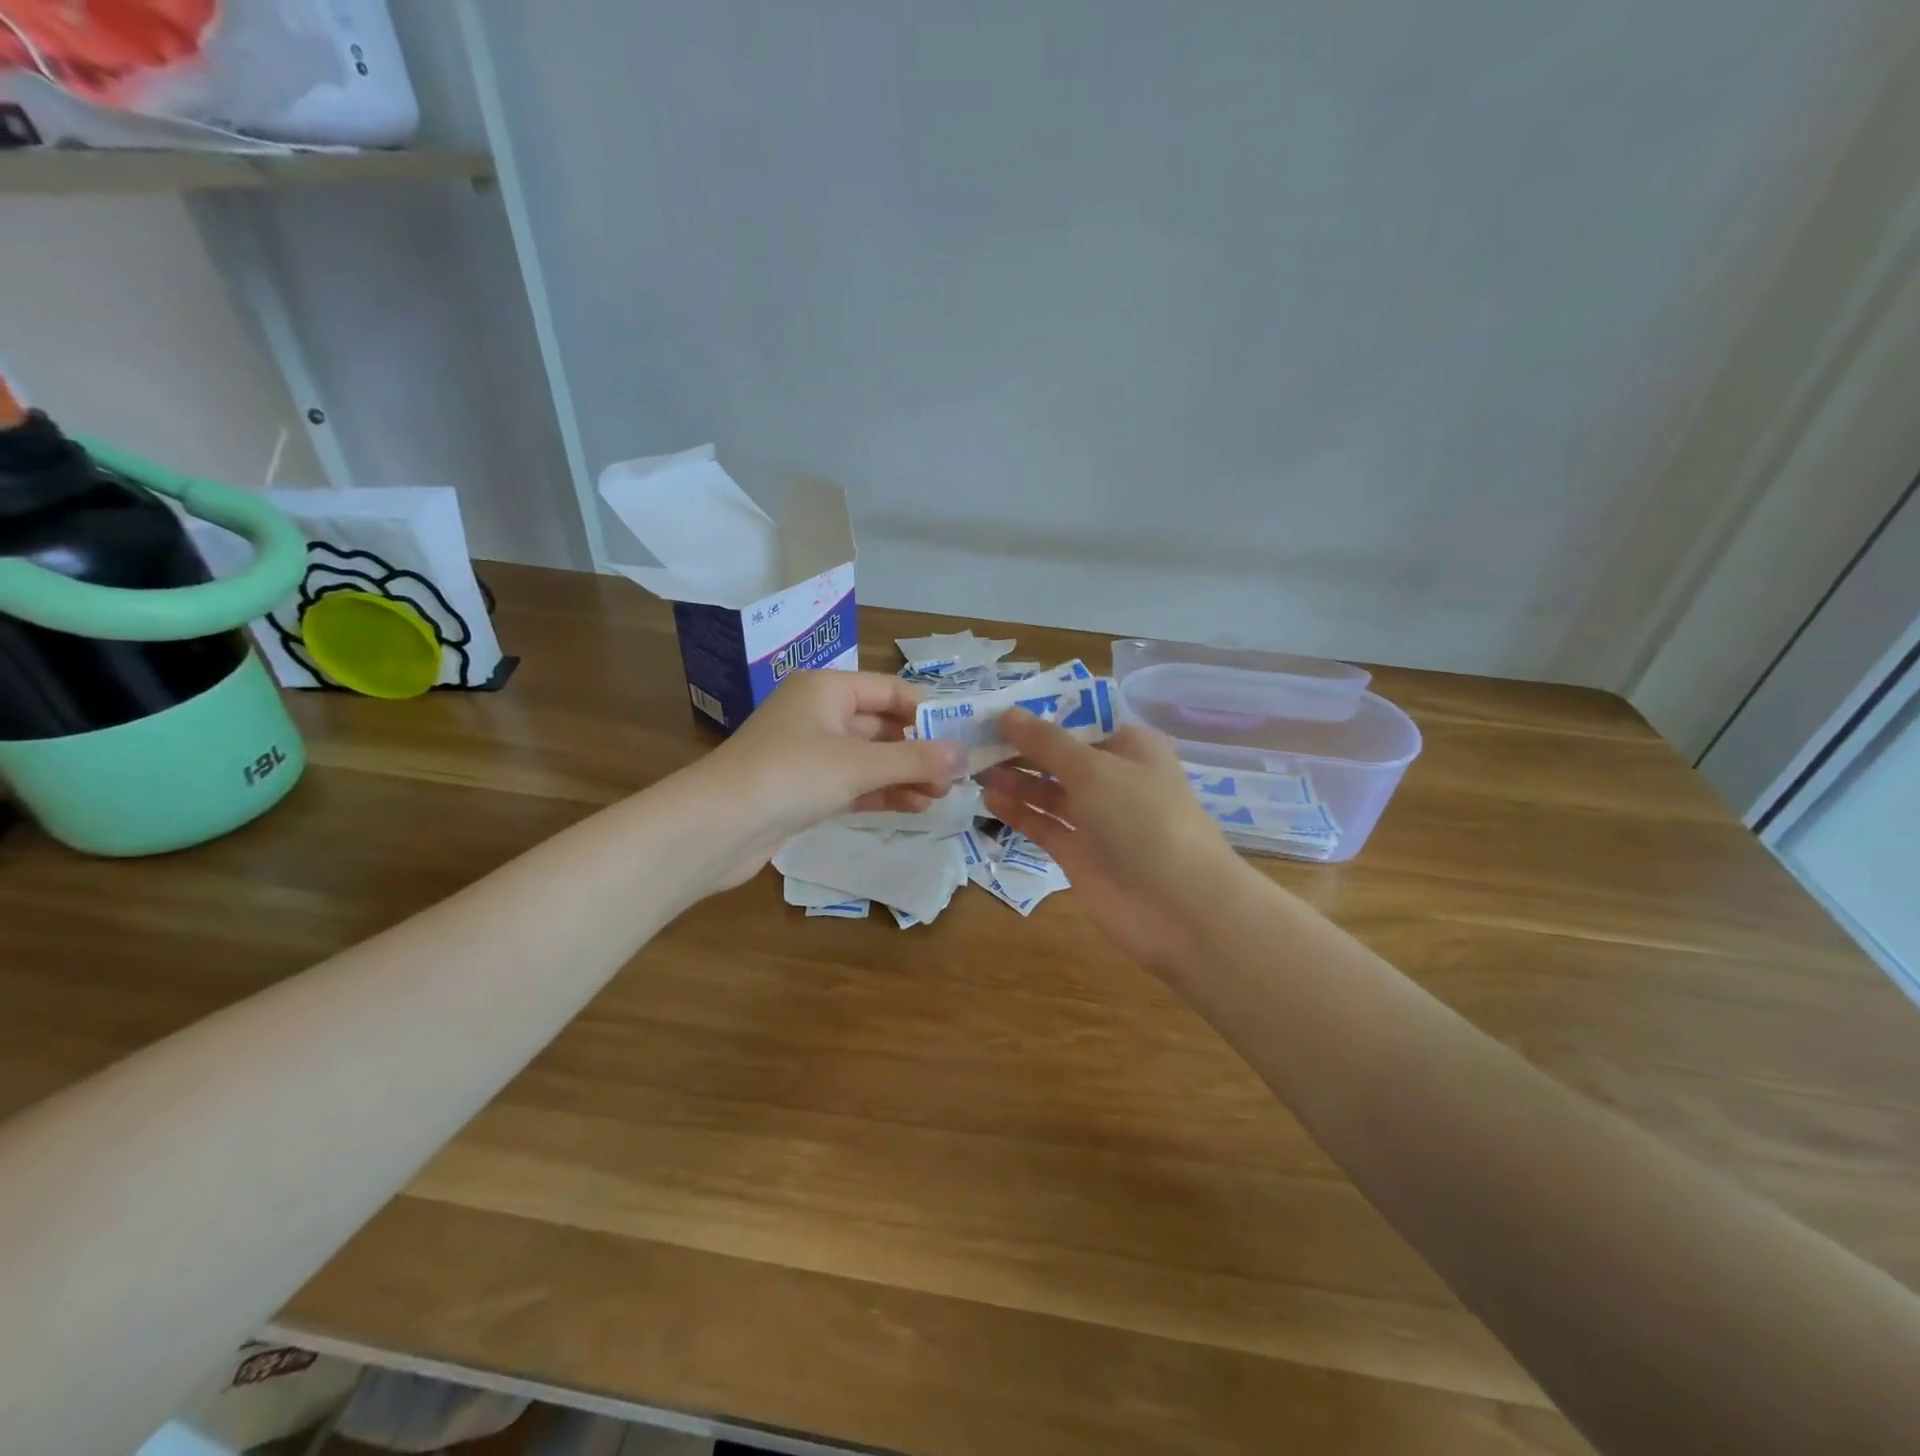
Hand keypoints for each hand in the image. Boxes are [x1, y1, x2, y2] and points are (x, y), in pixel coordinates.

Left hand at [688, 669, 965, 887]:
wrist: (716, 827)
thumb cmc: (791, 775)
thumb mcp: (858, 763)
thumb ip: (914, 759)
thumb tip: (963, 754)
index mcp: (827, 689)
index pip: (890, 691)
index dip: (928, 712)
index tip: (962, 738)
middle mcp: (819, 714)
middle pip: (882, 725)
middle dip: (919, 749)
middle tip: (957, 775)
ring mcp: (810, 753)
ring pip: (870, 758)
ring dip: (905, 774)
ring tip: (942, 795)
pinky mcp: (804, 789)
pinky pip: (854, 783)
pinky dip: (882, 792)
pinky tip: (915, 806)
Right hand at [981, 710, 1247, 974]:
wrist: (1180, 907)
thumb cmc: (1143, 819)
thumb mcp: (1094, 769)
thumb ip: (1046, 742)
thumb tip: (1007, 713)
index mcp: (1130, 747)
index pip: (1079, 721)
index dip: (1039, 715)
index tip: (996, 709)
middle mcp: (1113, 778)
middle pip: (1059, 756)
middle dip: (1020, 748)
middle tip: (972, 739)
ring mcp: (1096, 818)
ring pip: (1048, 791)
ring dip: (1014, 778)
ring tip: (973, 768)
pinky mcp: (1079, 853)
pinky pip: (1043, 824)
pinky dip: (1018, 811)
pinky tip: (988, 798)